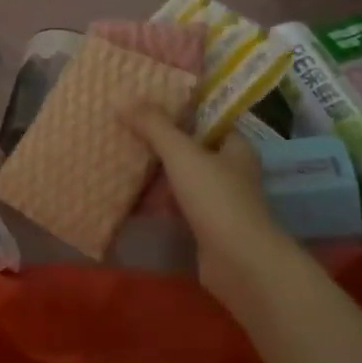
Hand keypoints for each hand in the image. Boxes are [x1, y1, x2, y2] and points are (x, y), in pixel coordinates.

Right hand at [127, 107, 298, 315]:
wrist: (240, 264)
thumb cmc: (217, 199)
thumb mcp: (182, 154)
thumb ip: (153, 126)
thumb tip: (121, 98)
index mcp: (236, 147)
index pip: (207, 120)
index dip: (179, 111)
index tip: (146, 104)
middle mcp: (232, 172)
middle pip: (192, 150)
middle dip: (161, 144)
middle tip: (126, 131)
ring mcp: (220, 203)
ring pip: (183, 180)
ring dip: (157, 175)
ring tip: (121, 160)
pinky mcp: (207, 229)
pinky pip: (177, 207)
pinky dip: (158, 203)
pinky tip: (131, 198)